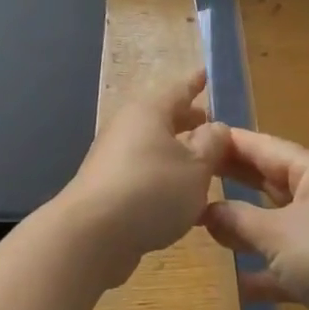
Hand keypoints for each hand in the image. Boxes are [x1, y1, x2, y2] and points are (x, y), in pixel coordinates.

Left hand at [60, 70, 230, 286]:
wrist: (92, 236)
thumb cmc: (152, 190)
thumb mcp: (197, 167)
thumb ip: (212, 144)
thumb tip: (216, 127)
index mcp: (150, 112)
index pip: (178, 89)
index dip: (195, 83)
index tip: (206, 73)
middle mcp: (128, 127)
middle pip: (163, 117)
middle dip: (187, 119)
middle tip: (210, 121)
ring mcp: (113, 158)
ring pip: (153, 145)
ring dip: (176, 150)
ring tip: (201, 161)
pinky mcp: (107, 188)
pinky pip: (143, 170)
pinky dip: (163, 174)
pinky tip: (178, 194)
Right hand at [201, 129, 308, 309]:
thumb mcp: (277, 232)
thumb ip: (237, 219)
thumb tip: (205, 210)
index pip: (263, 146)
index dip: (229, 142)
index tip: (193, 137)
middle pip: (268, 181)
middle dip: (232, 180)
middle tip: (189, 178)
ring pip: (276, 224)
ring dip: (244, 227)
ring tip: (201, 226)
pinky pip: (287, 266)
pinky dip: (264, 272)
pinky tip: (235, 283)